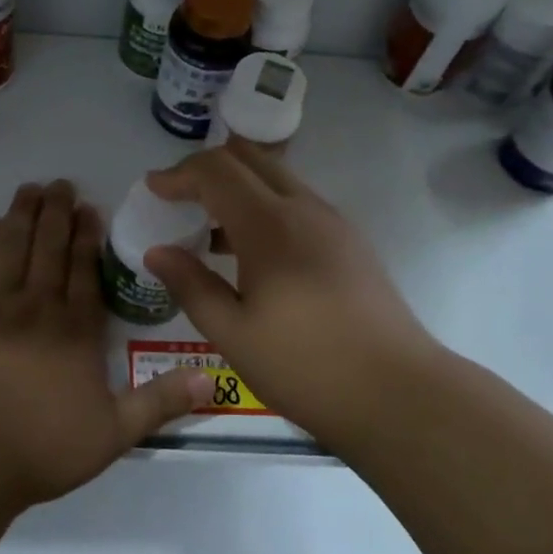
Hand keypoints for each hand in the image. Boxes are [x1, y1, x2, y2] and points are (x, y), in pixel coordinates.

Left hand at [0, 179, 209, 508]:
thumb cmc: (40, 447)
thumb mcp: (114, 433)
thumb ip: (160, 402)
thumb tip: (214, 382)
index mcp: (75, 330)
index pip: (85, 271)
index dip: (88, 238)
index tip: (90, 209)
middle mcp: (35, 306)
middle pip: (48, 248)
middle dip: (56, 213)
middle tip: (60, 184)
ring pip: (11, 246)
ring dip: (23, 214)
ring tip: (30, 189)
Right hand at [144, 145, 438, 447]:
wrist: (399, 394)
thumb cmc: (306, 367)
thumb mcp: (233, 333)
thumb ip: (191, 285)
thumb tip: (156, 251)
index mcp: (270, 225)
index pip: (217, 171)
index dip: (180, 174)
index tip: (153, 189)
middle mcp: (304, 208)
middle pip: (250, 159)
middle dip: (208, 168)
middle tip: (179, 196)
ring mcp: (334, 223)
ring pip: (278, 178)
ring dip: (239, 187)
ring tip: (209, 227)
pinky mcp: (351, 242)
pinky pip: (298, 203)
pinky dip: (266, 206)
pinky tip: (252, 252)